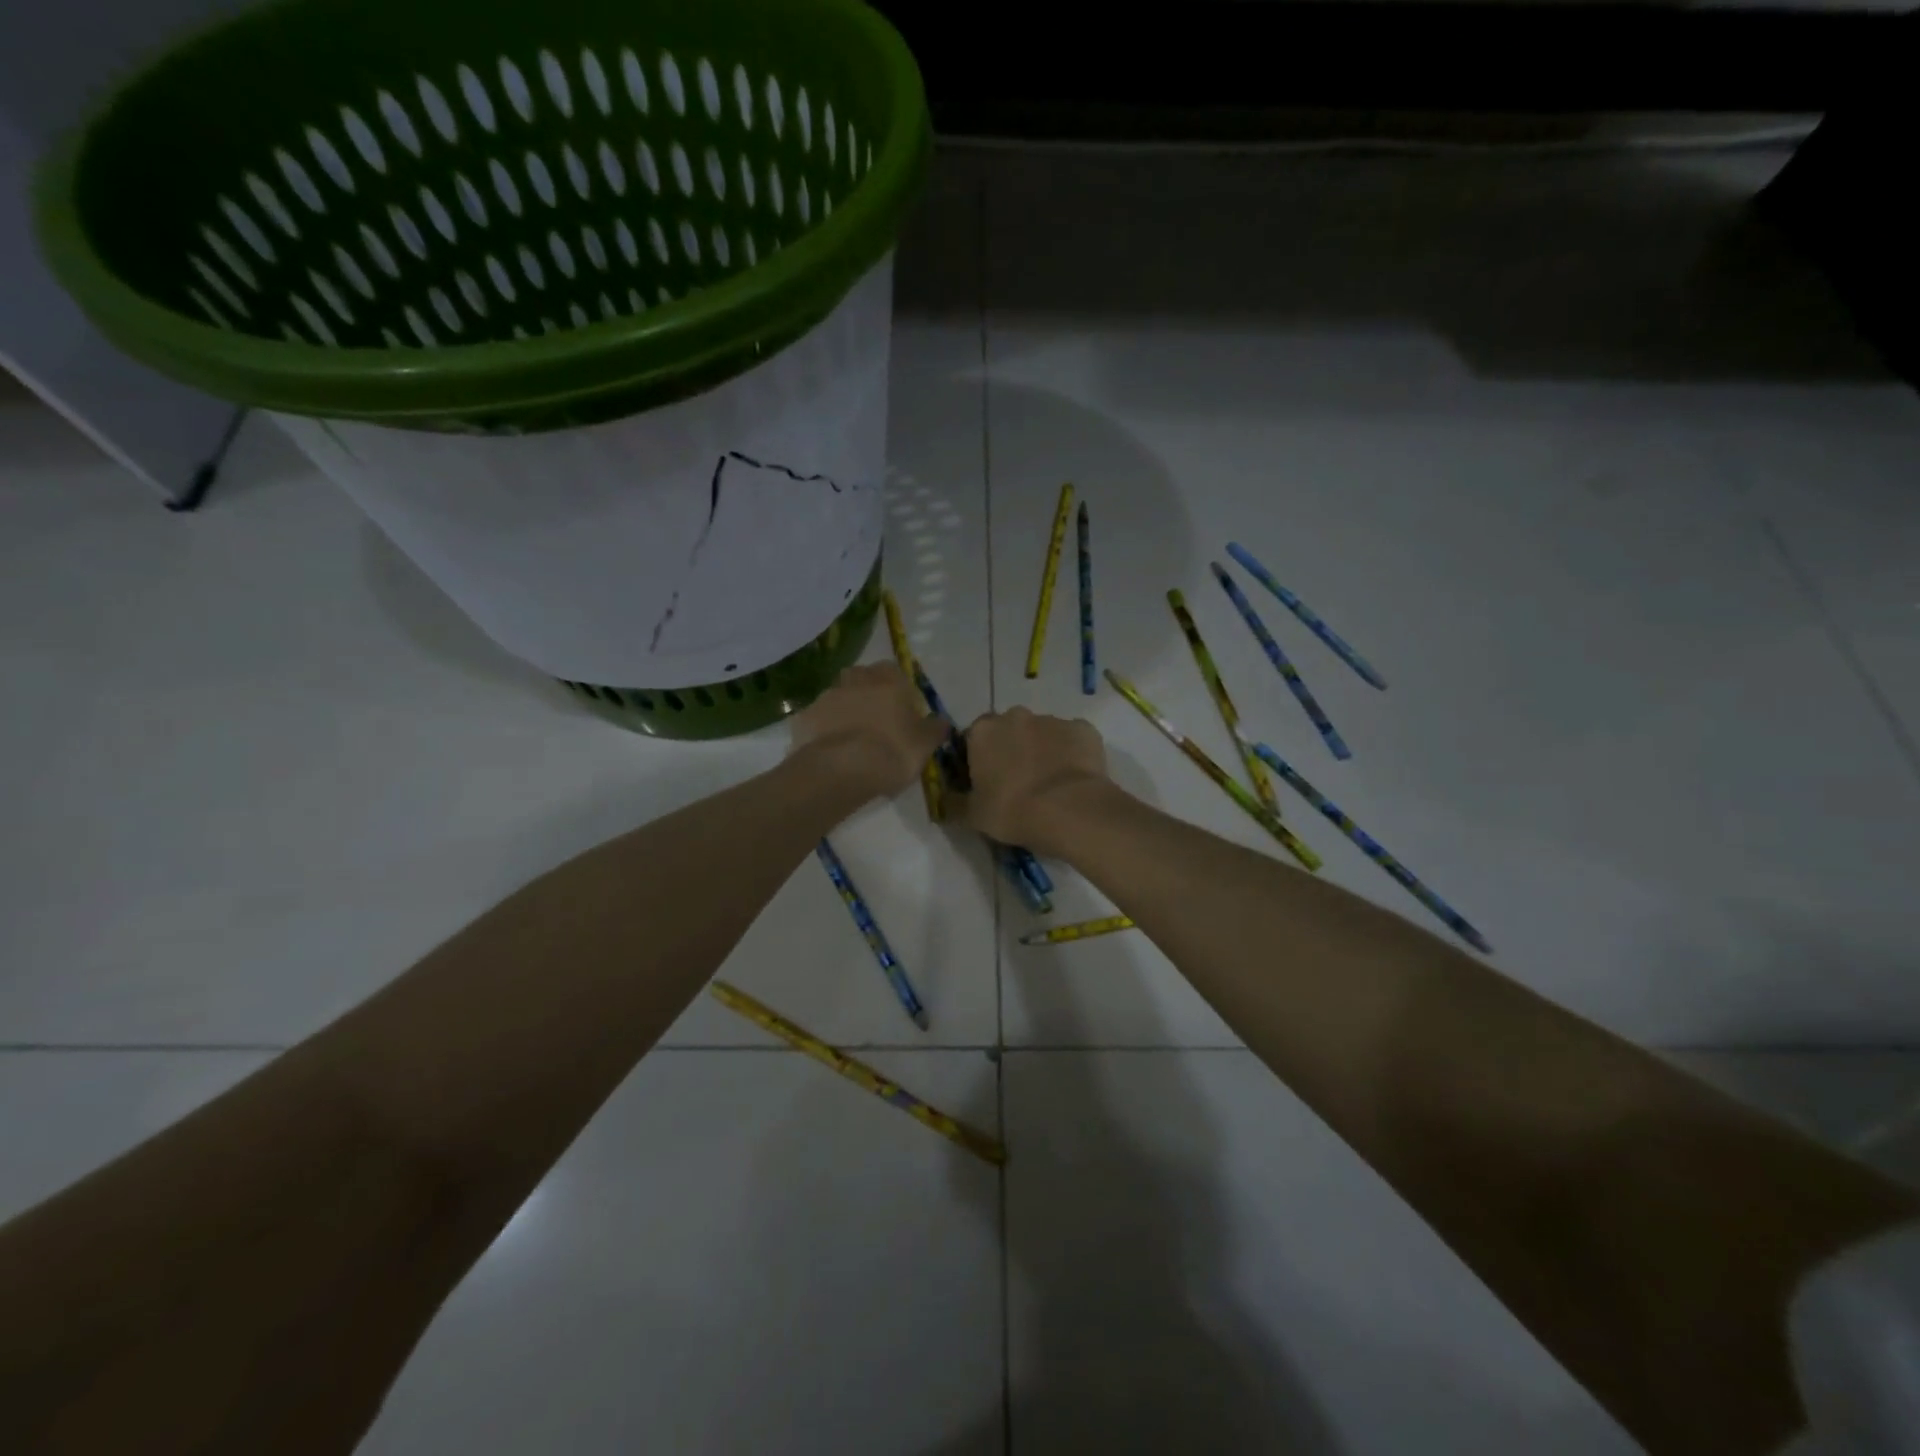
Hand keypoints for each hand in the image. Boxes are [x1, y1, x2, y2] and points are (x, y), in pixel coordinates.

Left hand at [790, 663, 950, 801]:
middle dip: (869, 695)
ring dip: (845, 712)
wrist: (840, 770)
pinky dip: (824, 732)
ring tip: (853, 742)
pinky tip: (831, 753)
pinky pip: (818, 721)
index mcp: (888, 679)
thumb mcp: (925, 744)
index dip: (900, 691)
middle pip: (863, 680)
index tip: (903, 713)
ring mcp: (825, 697)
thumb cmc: (892, 751)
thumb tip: (942, 721)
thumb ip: (936, 729)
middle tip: (878, 724)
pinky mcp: (803, 719)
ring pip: (838, 698)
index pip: (895, 672)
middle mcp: (855, 680)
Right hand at [957, 708, 1113, 857]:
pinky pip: (1072, 739)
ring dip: (1042, 750)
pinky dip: (1071, 753)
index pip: (973, 738)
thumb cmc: (1012, 811)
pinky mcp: (1083, 729)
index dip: (979, 759)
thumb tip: (945, 801)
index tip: (986, 781)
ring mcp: (1052, 720)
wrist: (1069, 810)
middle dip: (1011, 749)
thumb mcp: (973, 815)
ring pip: (1042, 733)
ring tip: (1050, 784)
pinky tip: (1074, 779)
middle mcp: (1015, 716)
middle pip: (1009, 730)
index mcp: (983, 731)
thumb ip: (955, 803)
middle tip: (1018, 782)